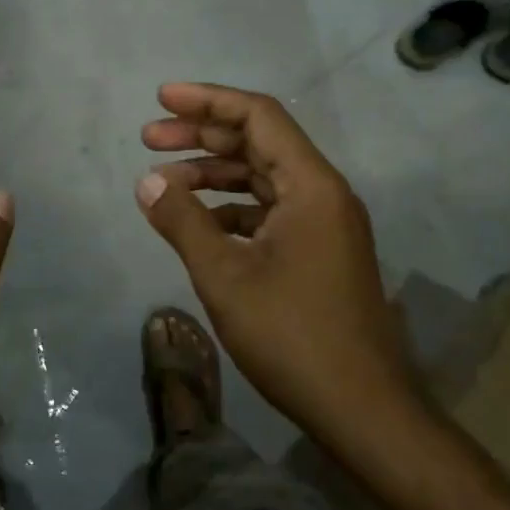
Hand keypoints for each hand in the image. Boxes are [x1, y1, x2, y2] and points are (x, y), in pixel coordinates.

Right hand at [134, 81, 423, 462]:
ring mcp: (323, 225)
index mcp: (311, 186)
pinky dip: (229, 207)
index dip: (208, 101)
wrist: (363, 410)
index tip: (162, 99)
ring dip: (213, 172)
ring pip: (262, 177)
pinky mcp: (318, 252)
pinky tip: (197, 221)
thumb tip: (147, 182)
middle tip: (149, 138)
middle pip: (259, 142)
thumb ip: (182, 221)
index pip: (259, 116)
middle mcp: (323, 194)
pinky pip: (268, 210)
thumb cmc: (293, 336)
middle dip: (202, 135)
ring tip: (163, 180)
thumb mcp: (225, 276)